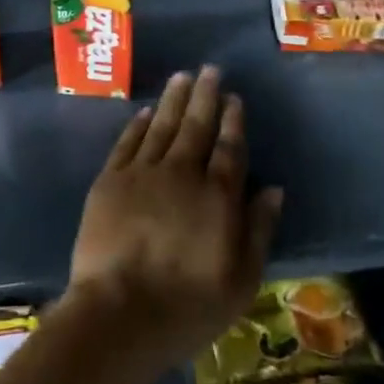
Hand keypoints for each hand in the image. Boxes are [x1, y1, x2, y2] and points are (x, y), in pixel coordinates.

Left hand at [66, 66, 282, 377]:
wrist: (118, 314)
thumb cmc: (188, 306)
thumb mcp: (241, 280)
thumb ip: (258, 230)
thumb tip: (273, 189)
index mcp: (217, 196)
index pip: (229, 148)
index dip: (233, 121)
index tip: (234, 98)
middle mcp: (181, 174)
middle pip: (196, 126)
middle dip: (205, 96)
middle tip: (210, 69)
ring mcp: (142, 174)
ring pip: (161, 126)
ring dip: (173, 100)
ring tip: (182, 77)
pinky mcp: (110, 181)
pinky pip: (127, 143)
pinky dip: (137, 125)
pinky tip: (144, 112)